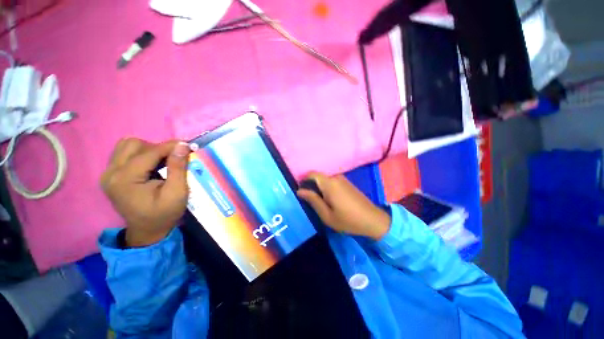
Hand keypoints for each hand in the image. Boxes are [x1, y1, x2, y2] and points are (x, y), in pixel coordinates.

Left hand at [101, 138, 190, 246]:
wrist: (147, 231)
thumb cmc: (164, 214)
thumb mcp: (177, 193)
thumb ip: (178, 168)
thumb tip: (182, 146)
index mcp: (125, 179)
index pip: (149, 152)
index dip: (170, 146)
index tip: (188, 146)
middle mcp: (111, 173)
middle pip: (133, 144)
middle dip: (157, 147)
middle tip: (173, 159)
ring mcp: (108, 173)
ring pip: (127, 146)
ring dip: (149, 150)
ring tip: (162, 162)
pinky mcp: (111, 175)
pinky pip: (125, 154)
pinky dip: (142, 155)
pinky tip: (152, 166)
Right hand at [297, 172, 390, 239]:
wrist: (373, 220)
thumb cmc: (347, 220)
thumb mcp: (326, 214)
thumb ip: (313, 200)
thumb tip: (300, 191)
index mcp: (329, 183)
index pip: (312, 174)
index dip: (303, 180)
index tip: (301, 192)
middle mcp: (335, 177)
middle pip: (318, 176)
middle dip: (311, 185)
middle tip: (309, 200)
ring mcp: (342, 179)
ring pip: (324, 179)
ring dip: (318, 187)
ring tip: (318, 201)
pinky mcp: (347, 183)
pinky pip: (331, 181)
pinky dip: (326, 187)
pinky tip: (329, 199)